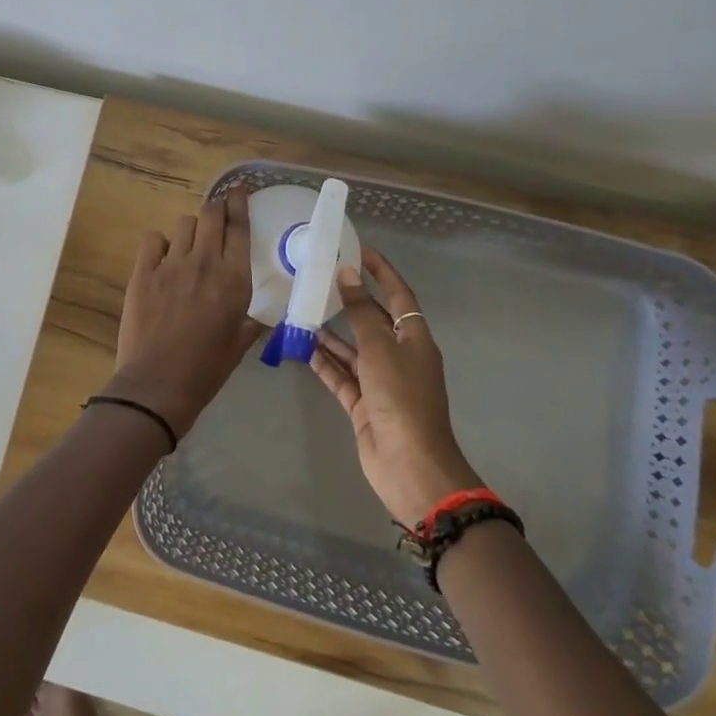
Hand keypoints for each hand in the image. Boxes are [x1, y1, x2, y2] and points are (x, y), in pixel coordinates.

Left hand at [107, 189, 262, 437]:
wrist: (158, 384)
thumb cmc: (206, 369)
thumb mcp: (240, 345)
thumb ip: (253, 322)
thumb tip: (265, 316)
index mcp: (234, 280)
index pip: (239, 228)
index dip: (239, 204)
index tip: (239, 191)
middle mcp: (205, 263)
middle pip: (210, 214)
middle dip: (216, 206)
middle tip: (217, 210)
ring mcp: (171, 265)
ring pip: (183, 224)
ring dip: (190, 229)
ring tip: (189, 244)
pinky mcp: (143, 272)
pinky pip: (152, 239)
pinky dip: (159, 243)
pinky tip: (161, 257)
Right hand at [310, 247, 483, 526]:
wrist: (410, 466)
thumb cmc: (401, 398)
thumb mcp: (379, 348)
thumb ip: (360, 311)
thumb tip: (347, 273)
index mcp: (413, 339)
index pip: (398, 295)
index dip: (381, 271)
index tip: (358, 249)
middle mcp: (398, 356)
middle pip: (372, 321)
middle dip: (349, 302)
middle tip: (318, 279)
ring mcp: (381, 383)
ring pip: (352, 350)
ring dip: (330, 334)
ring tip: (301, 312)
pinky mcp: (364, 405)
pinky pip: (342, 377)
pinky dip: (325, 364)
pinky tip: (303, 349)